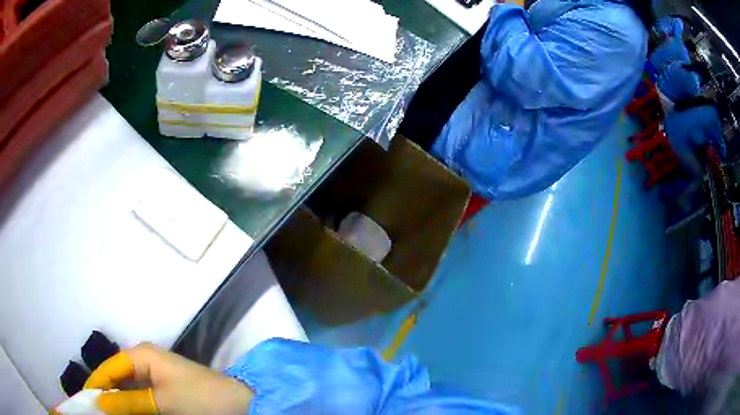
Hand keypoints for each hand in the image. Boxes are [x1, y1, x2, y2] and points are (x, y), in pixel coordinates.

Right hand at [84, 343, 252, 414]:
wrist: (238, 403)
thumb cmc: (198, 398)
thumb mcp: (160, 401)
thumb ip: (130, 402)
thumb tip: (100, 403)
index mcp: (141, 354)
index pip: (109, 368)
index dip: (96, 383)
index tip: (84, 399)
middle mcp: (145, 360)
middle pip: (117, 377)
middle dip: (106, 392)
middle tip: (94, 409)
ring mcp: (155, 374)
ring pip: (128, 387)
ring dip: (118, 399)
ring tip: (106, 412)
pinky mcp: (165, 387)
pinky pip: (141, 394)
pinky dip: (132, 403)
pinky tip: (126, 412)